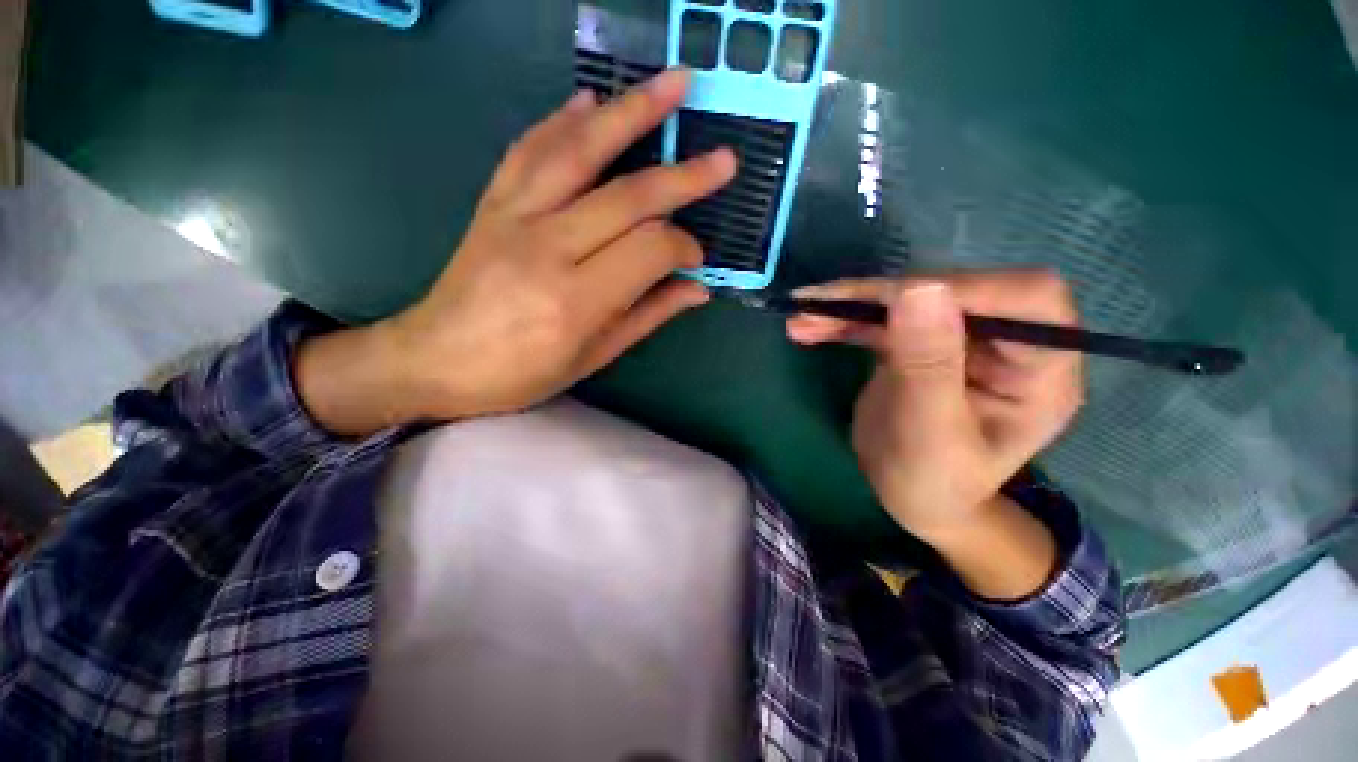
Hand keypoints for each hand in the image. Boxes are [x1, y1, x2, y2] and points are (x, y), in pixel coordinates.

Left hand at [296, 71, 736, 434]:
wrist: (435, 358)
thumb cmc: (521, 373)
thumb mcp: (593, 357)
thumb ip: (647, 316)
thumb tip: (696, 289)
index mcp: (575, 301)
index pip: (649, 250)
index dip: (683, 248)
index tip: (696, 258)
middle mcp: (547, 249)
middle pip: (627, 197)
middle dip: (683, 177)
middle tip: (724, 160)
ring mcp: (514, 216)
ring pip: (580, 152)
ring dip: (630, 113)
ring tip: (673, 85)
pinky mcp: (492, 202)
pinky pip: (530, 148)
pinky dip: (563, 120)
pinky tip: (590, 100)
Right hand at [788, 271, 1083, 597]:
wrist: (912, 498)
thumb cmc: (933, 483)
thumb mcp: (930, 434)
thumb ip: (928, 365)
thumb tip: (919, 287)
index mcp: (1040, 371)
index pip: (1027, 298)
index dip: (963, 288)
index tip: (890, 301)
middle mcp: (1005, 343)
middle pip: (952, 290)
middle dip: (880, 296)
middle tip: (817, 307)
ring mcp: (957, 340)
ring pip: (906, 301)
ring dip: (850, 306)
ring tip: (801, 316)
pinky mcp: (918, 343)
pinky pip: (881, 320)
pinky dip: (842, 321)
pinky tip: (806, 327)